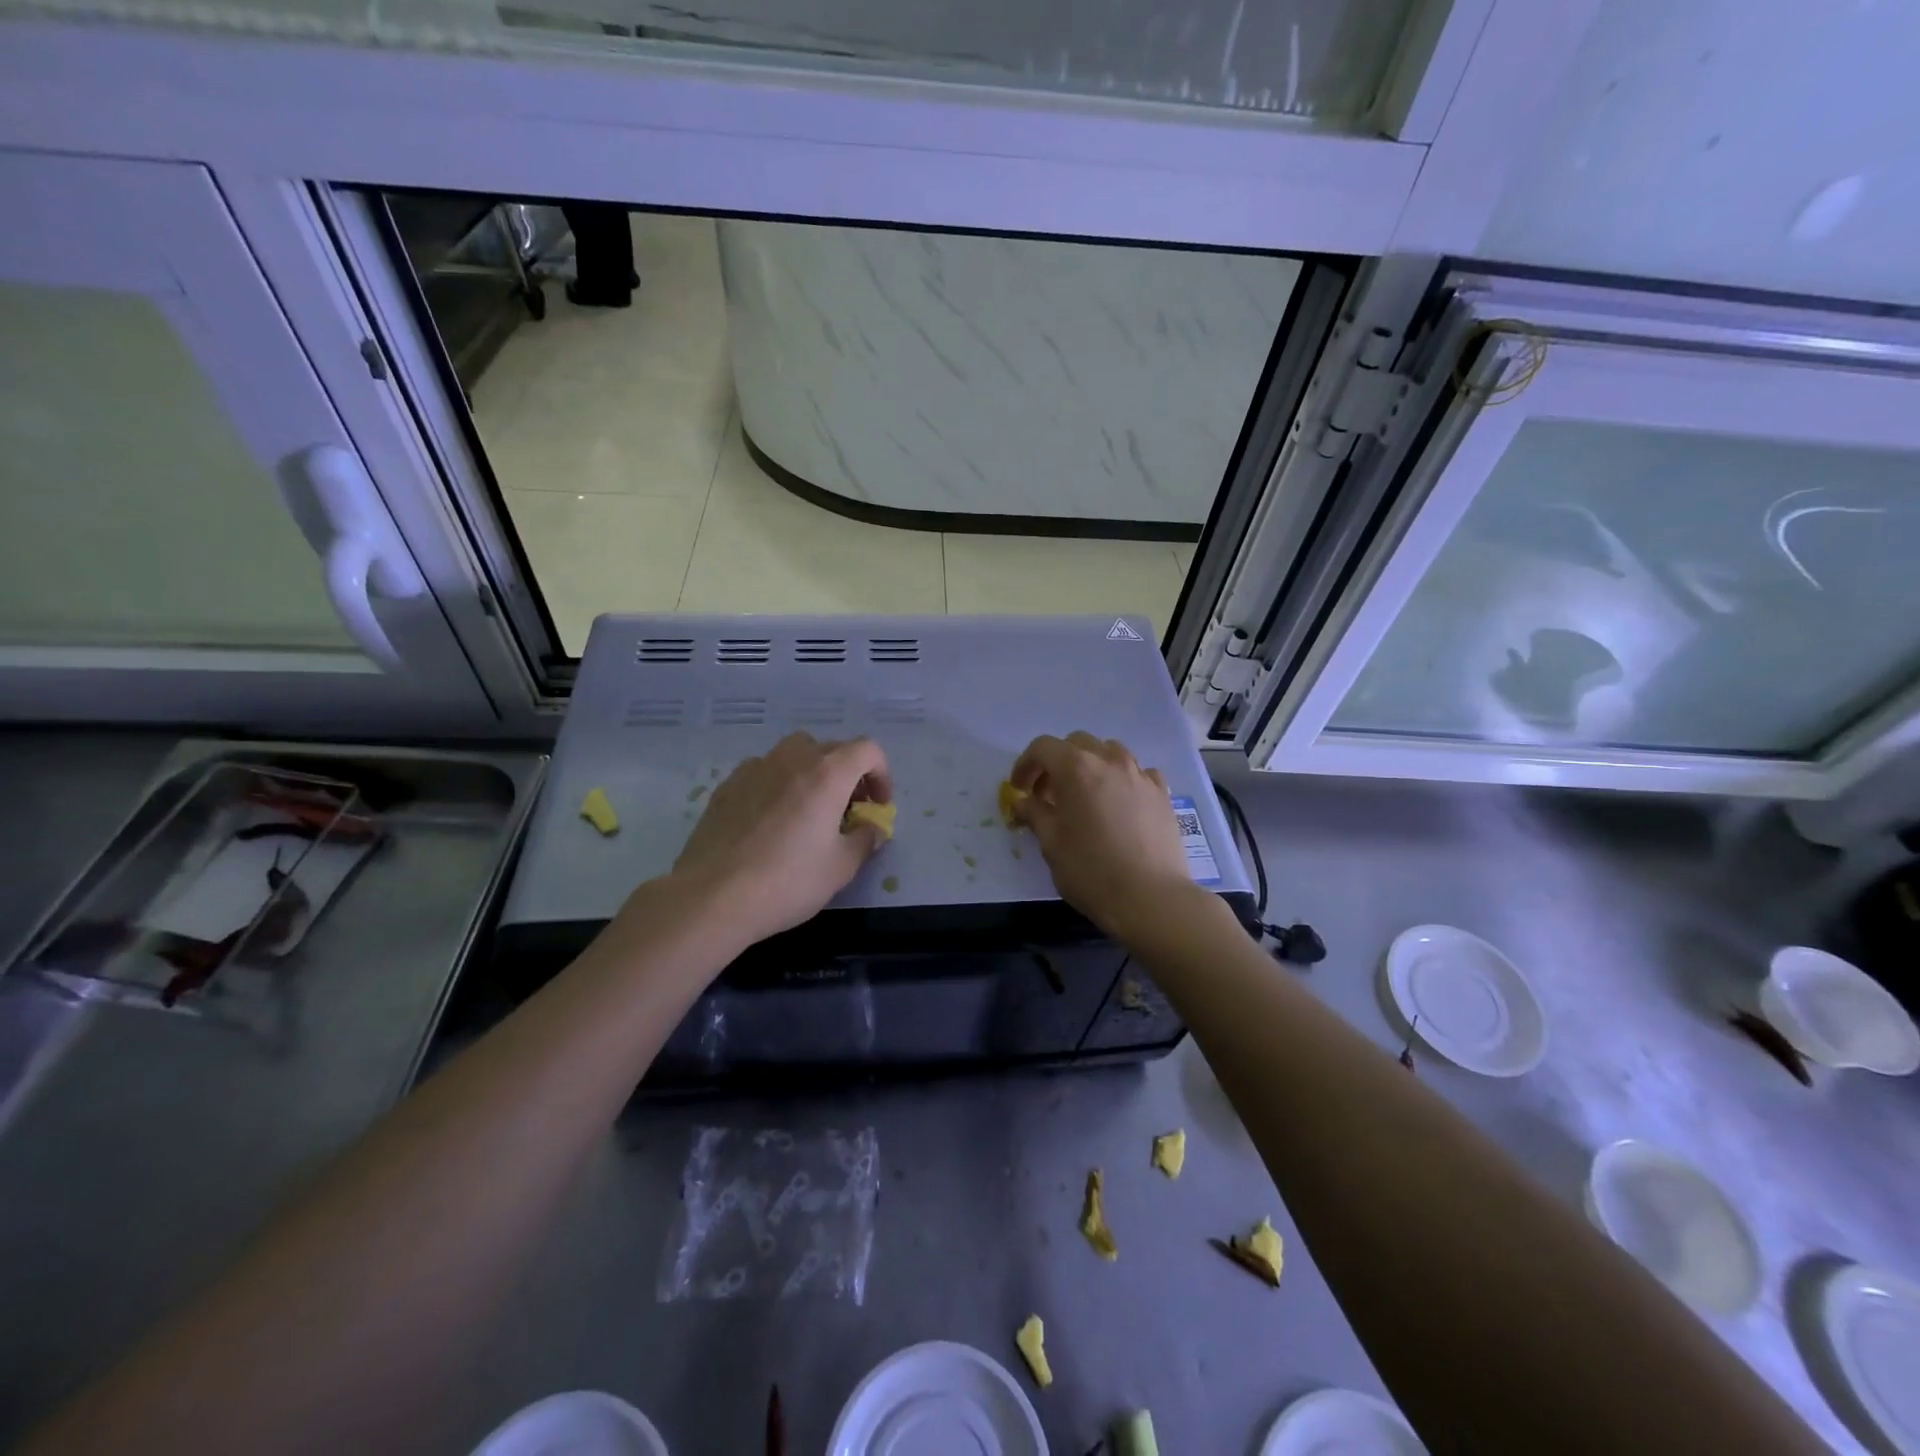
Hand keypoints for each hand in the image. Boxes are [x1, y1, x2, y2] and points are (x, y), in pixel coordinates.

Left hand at [670, 732, 892, 946]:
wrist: (713, 897)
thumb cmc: (788, 880)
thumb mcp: (841, 867)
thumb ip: (865, 840)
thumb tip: (872, 829)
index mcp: (827, 773)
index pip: (867, 750)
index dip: (881, 774)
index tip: (876, 806)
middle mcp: (792, 759)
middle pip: (831, 749)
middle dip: (848, 775)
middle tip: (847, 812)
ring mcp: (755, 768)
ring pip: (794, 754)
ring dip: (811, 773)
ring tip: (808, 811)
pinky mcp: (727, 786)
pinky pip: (763, 772)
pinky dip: (778, 785)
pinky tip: (770, 822)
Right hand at [1009, 732, 1193, 937]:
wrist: (1150, 897)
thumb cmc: (1091, 870)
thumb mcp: (1051, 844)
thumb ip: (1034, 814)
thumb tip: (1024, 801)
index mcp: (1076, 768)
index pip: (1043, 748)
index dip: (1025, 765)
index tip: (1019, 789)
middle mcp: (1110, 761)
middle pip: (1077, 743)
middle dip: (1058, 762)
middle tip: (1049, 793)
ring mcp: (1140, 775)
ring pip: (1110, 752)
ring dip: (1091, 765)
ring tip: (1086, 795)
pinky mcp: (1162, 793)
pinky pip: (1138, 772)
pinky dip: (1123, 779)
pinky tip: (1120, 803)